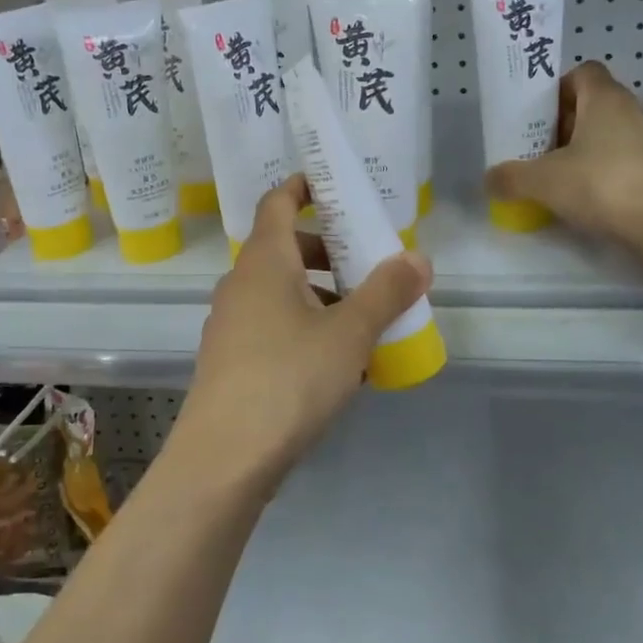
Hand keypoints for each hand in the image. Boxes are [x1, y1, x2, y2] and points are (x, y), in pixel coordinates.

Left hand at [176, 174, 433, 493]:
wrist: (224, 458)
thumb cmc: (289, 377)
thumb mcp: (349, 332)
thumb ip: (387, 292)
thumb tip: (418, 257)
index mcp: (264, 261)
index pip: (276, 202)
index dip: (302, 186)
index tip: (331, 184)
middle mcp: (240, 284)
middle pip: (284, 249)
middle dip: (328, 254)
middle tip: (368, 268)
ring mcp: (229, 324)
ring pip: (280, 293)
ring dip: (320, 297)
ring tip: (363, 325)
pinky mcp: (230, 361)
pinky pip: (272, 327)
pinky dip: (304, 329)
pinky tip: (336, 367)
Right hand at [486, 61, 642, 242]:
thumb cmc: (601, 182)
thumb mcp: (542, 180)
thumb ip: (511, 177)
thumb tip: (490, 180)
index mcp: (604, 98)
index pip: (583, 72)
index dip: (558, 88)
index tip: (538, 114)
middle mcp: (631, 111)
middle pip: (593, 105)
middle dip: (564, 124)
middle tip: (538, 149)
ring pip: (609, 135)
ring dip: (584, 150)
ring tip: (558, 177)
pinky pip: (623, 162)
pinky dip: (603, 174)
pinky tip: (584, 199)